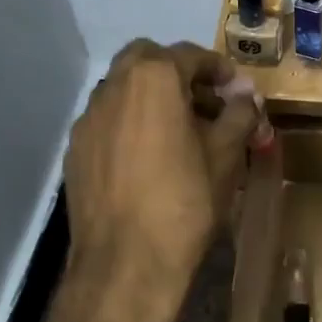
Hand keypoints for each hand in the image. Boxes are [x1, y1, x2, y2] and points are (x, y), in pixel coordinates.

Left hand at [62, 40, 270, 321]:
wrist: (125, 265)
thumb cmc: (184, 201)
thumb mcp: (225, 154)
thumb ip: (239, 114)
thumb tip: (246, 96)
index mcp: (152, 78)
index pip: (191, 56)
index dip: (220, 71)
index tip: (238, 91)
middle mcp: (113, 87)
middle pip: (148, 61)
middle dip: (179, 73)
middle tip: (205, 102)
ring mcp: (88, 119)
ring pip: (123, 90)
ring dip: (152, 97)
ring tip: (180, 132)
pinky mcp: (75, 150)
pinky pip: (108, 121)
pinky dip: (130, 124)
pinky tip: (149, 159)